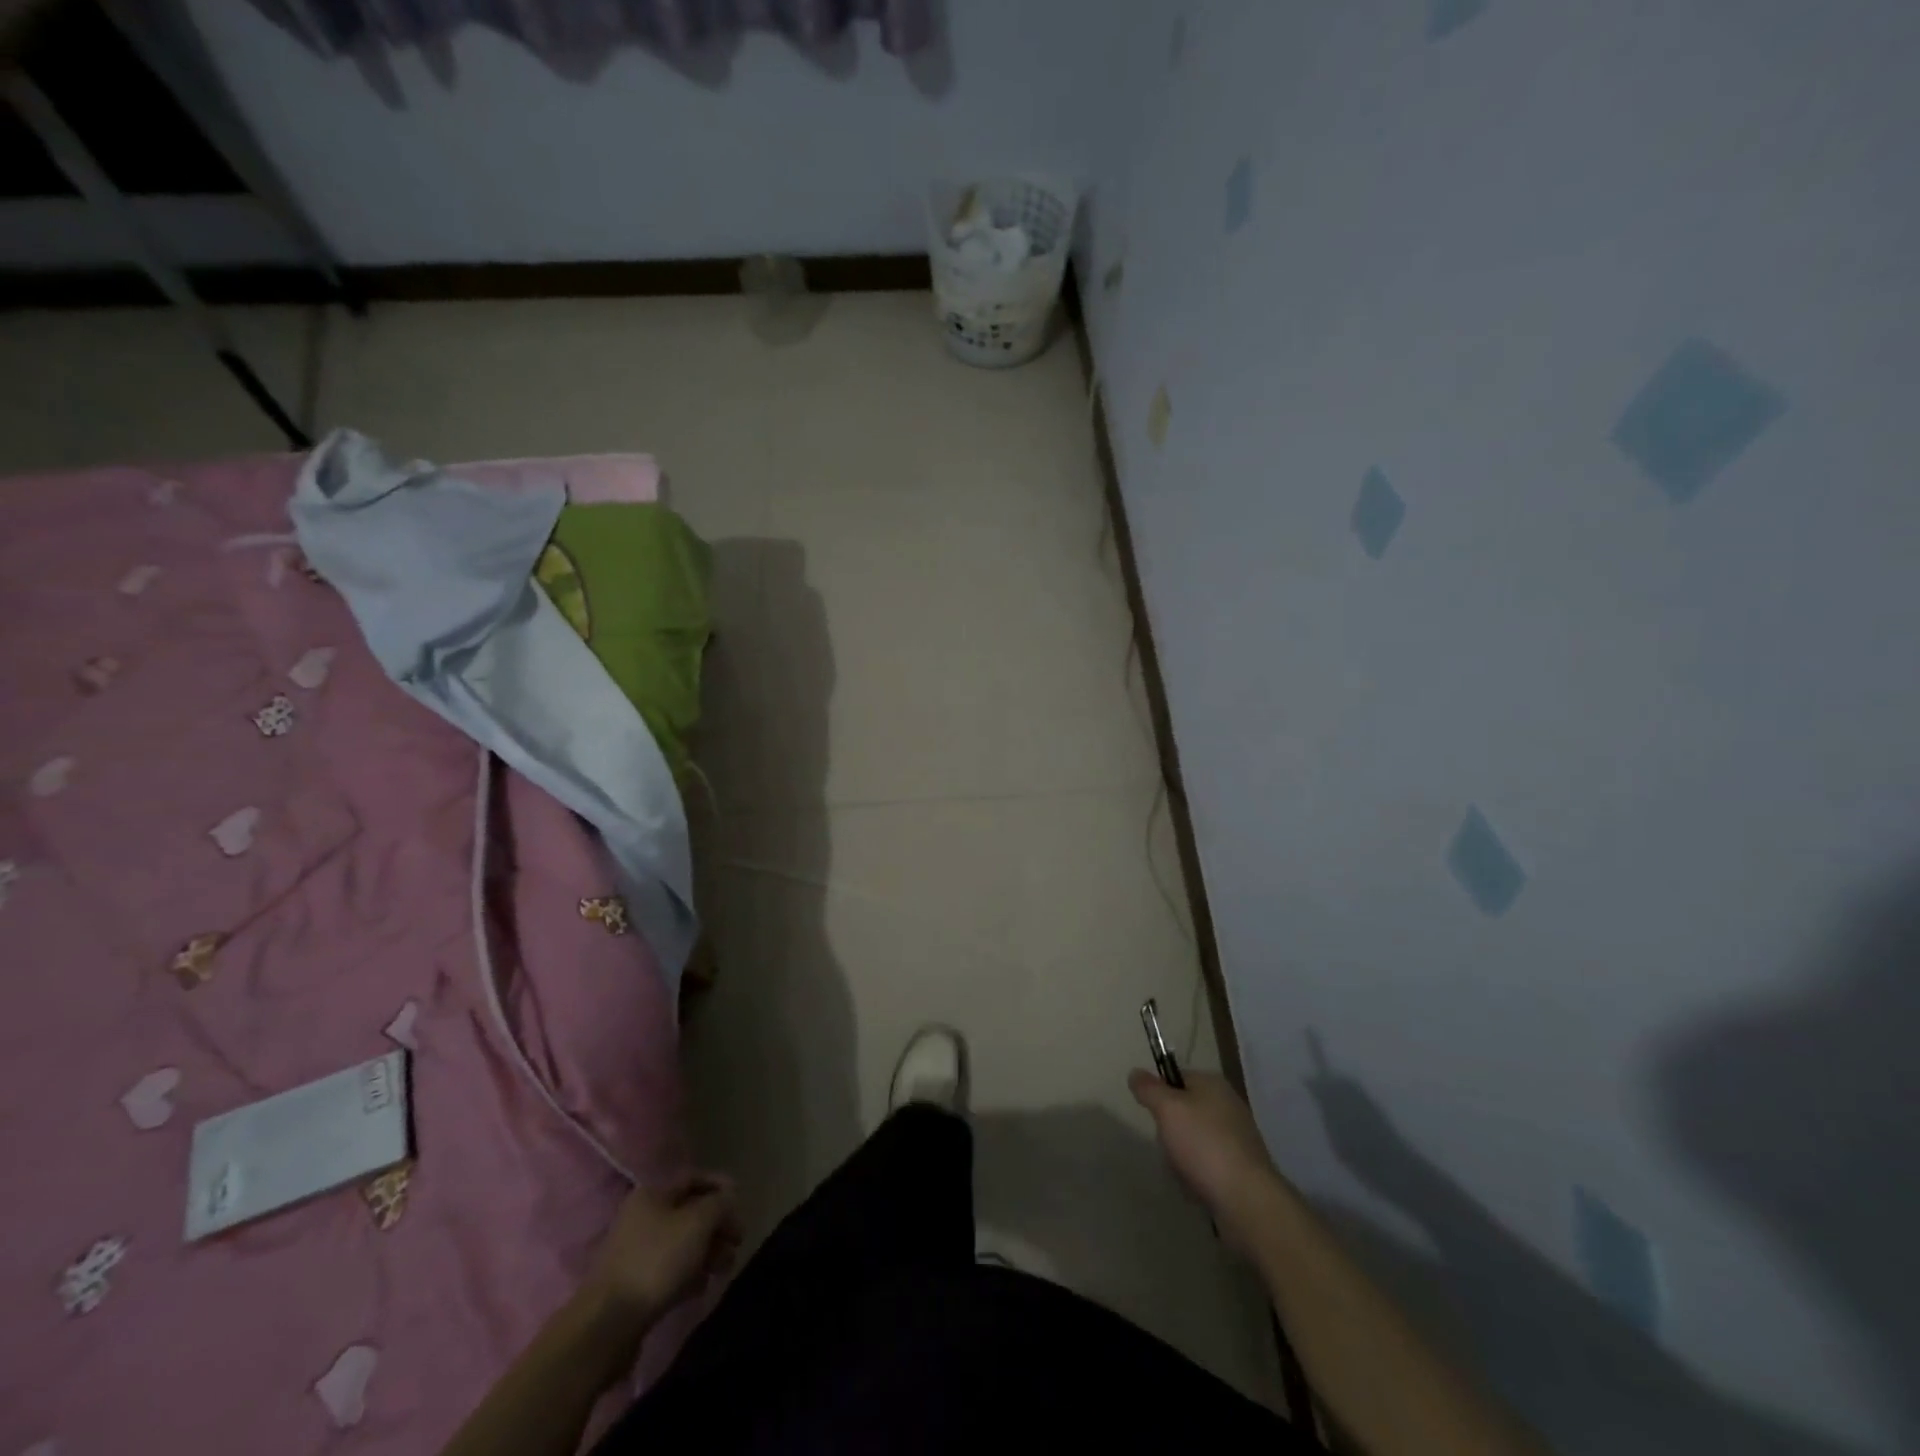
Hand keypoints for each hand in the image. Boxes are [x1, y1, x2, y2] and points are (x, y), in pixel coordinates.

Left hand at [587, 1173, 741, 1325]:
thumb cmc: (656, 1261)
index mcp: (652, 1193)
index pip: (694, 1178)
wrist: (607, 1324)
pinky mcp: (633, 1284)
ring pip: (682, 1243)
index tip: (741, 1204)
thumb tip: (727, 1200)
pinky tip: (700, 1288)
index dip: (721, 1186)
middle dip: (717, 1226)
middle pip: (690, 1213)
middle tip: (737, 1243)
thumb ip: (719, 1204)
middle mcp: (641, 1216)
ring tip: (723, 1269)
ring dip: (707, 1252)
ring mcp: (635, 1252)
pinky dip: (688, 1274)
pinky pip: (669, 1270)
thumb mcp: (698, 1222)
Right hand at [1129, 1069, 1285, 1251]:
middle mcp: (1228, 1106)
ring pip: (1193, 1141)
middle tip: (1168, 1145)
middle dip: (1170, 1131)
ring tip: (1183, 1172)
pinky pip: (1208, 1165)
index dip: (1160, 1094)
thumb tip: (1135, 1073)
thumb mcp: (1167, 1109)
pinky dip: (1198, 1176)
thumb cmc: (1204, 1145)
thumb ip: (1148, 1089)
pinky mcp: (1242, 1169)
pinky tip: (1196, 1188)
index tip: (1153, 1115)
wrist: (1247, 1200)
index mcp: (1213, 1084)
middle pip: (1183, 1111)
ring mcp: (1238, 1138)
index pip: (1176, 1077)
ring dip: (1181, 1157)